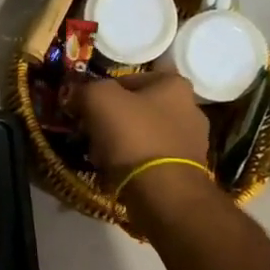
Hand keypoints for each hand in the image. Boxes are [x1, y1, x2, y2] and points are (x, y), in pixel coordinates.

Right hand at [69, 71, 211, 180]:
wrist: (162, 192)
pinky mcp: (187, 170)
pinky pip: (152, 158)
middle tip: (92, 129)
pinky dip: (134, 162)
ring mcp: (193, 142)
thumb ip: (86, 89)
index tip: (88, 106)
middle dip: (115, 117)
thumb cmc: (133, 136)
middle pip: (140, 107)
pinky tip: (118, 171)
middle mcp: (191, 109)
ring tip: (101, 154)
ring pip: (145, 133)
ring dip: (123, 141)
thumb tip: (76, 94)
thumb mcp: (99, 99)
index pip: (132, 77)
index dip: (105, 90)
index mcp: (175, 85)